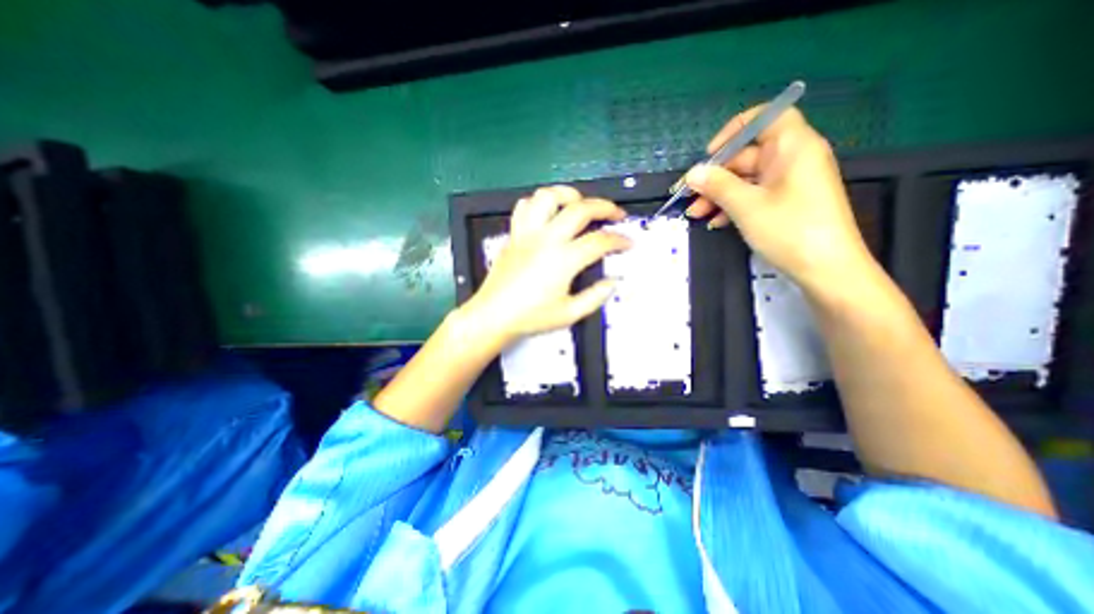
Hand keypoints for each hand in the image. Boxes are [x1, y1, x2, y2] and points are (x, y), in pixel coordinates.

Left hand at [458, 188, 632, 347]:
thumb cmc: (530, 317)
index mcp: (563, 260)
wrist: (493, 315)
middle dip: (605, 207)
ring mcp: (527, 233)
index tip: (628, 242)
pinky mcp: (514, 234)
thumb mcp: (569, 314)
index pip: (600, 241)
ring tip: (580, 204)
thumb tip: (612, 282)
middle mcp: (546, 239)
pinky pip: (525, 206)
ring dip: (569, 195)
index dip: (619, 240)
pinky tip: (548, 213)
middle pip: (580, 209)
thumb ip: (596, 297)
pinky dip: (539, 203)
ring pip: (548, 196)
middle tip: (616, 214)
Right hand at [686, 106, 876, 291]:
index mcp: (793, 148)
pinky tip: (715, 221)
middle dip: (716, 176)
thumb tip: (692, 172)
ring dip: (718, 195)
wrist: (826, 270)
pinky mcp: (785, 203)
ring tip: (695, 214)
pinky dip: (732, 205)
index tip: (710, 153)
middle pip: (748, 155)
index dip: (735, 130)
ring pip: (746, 180)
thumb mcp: (747, 207)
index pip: (767, 117)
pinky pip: (754, 195)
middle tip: (689, 196)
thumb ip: (717, 186)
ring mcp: (789, 183)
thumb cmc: (790, 230)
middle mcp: (792, 160)